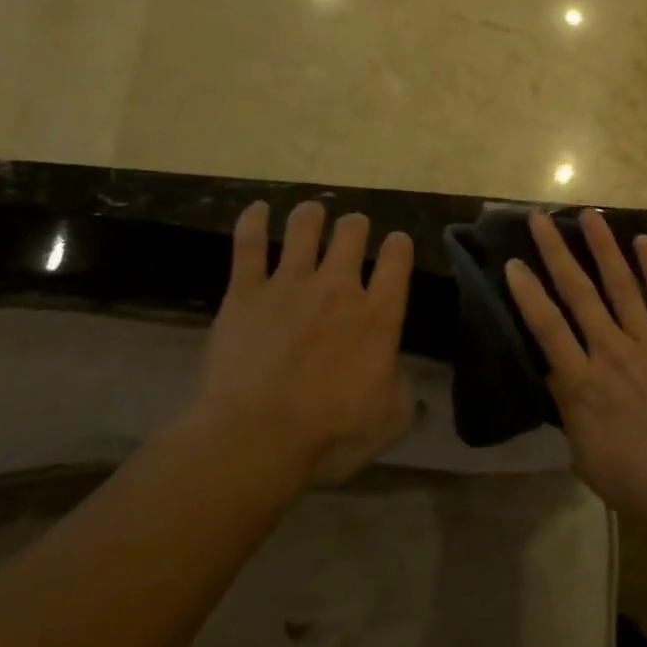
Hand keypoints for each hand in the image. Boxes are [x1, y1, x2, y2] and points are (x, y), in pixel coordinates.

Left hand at [191, 200, 415, 487]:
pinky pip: (249, 244)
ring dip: (312, 216)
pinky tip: (257, 208)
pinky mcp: (246, 293)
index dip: (399, 246)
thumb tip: (396, 371)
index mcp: (379, 315)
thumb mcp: (389, 419)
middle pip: (352, 233)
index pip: (397, 259)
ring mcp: (290, 284)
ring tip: (312, 213)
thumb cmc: (329, 435)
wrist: (254, 439)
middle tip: (352, 231)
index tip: (396, 245)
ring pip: (304, 228)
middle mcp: (338, 287)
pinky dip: (253, 221)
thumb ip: (401, 387)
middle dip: (355, 226)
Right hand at [504, 208, 646, 553]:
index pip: (546, 328)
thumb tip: (561, 385)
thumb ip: (573, 415)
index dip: (527, 293)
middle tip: (540, 218)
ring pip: (621, 284)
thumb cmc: (641, 484)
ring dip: (603, 247)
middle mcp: (610, 351)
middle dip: (556, 253)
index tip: (513, 262)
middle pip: (578, 293)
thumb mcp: (587, 458)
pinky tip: (643, 241)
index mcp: (581, 384)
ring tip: (589, 215)